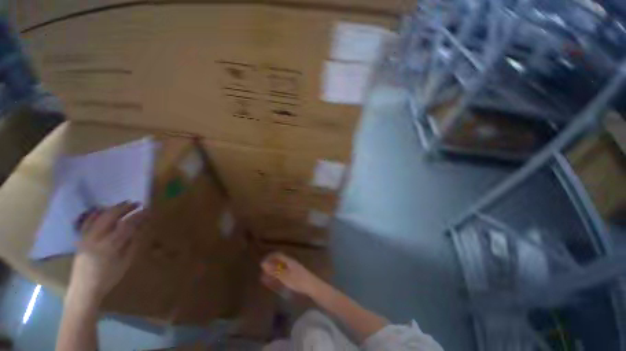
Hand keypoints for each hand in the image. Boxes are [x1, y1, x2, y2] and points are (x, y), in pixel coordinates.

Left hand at [69, 202, 146, 302]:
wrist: (84, 289)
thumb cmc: (108, 278)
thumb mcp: (125, 262)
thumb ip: (133, 244)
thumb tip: (141, 228)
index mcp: (110, 245)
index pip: (127, 225)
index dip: (139, 216)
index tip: (148, 210)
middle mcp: (96, 238)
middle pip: (111, 216)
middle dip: (125, 208)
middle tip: (137, 203)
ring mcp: (86, 237)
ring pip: (99, 216)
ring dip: (113, 208)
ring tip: (124, 204)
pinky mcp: (81, 238)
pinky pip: (88, 222)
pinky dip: (97, 213)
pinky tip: (103, 210)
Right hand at [260, 252, 323, 296]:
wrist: (313, 287)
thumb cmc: (299, 281)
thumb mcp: (285, 276)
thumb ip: (274, 271)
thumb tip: (263, 264)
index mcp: (289, 261)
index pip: (278, 255)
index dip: (269, 257)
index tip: (261, 263)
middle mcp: (291, 263)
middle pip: (279, 261)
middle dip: (270, 265)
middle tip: (262, 272)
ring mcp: (293, 270)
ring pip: (281, 268)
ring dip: (273, 272)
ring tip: (264, 278)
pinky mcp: (295, 277)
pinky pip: (283, 274)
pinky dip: (277, 277)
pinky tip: (273, 282)